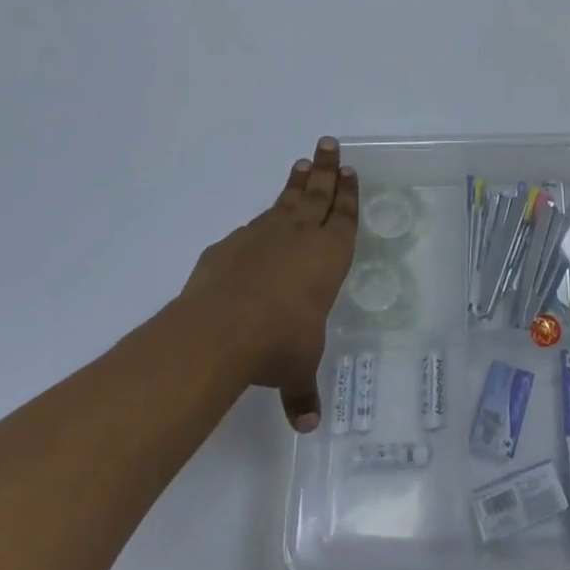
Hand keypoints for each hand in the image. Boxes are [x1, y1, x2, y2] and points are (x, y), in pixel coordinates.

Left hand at [180, 137, 358, 431]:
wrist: (220, 329)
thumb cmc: (279, 342)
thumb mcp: (297, 369)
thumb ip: (302, 391)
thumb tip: (307, 426)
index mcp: (329, 257)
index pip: (344, 217)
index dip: (348, 193)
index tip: (348, 170)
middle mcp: (300, 237)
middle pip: (318, 193)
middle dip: (325, 168)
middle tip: (328, 143)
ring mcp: (263, 235)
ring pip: (286, 200)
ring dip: (296, 182)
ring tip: (301, 163)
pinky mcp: (230, 245)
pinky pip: (253, 225)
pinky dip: (262, 217)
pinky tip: (261, 219)